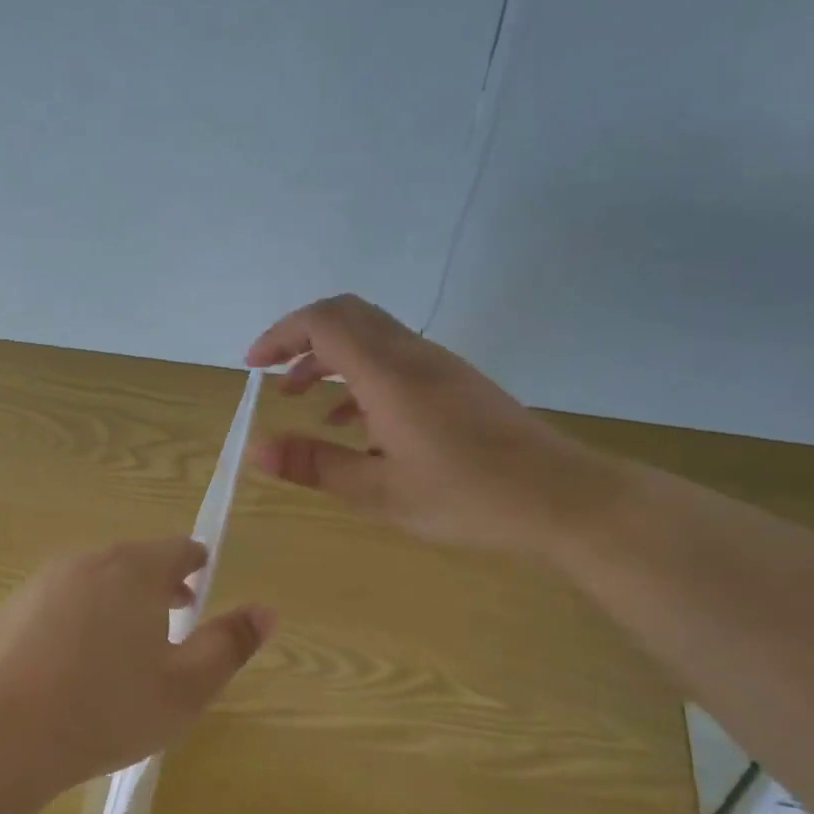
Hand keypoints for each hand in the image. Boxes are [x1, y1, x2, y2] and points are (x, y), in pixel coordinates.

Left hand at [0, 537, 274, 799]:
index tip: (202, 580)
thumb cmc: (105, 711)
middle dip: (158, 583)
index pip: (176, 548)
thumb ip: (230, 645)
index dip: (195, 562)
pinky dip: (76, 619)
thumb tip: (267, 611)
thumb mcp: (185, 688)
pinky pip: (56, 605)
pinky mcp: (6, 613)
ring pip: (92, 581)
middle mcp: (85, 563)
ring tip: (126, 642)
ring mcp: (39, 586)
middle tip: (175, 612)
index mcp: (132, 571)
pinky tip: (73, 665)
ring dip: (116, 600)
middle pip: (132, 561)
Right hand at [245, 294, 624, 554]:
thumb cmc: (466, 497)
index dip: (281, 334)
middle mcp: (413, 355)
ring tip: (302, 400)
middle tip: (274, 375)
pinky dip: (360, 377)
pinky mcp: (456, 383)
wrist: (560, 497)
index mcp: (390, 374)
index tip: (253, 367)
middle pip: (347, 315)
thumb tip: (255, 448)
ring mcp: (439, 366)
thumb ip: (315, 465)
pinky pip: (395, 360)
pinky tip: (353, 425)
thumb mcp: (380, 492)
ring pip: (372, 337)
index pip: (324, 322)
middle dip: (301, 338)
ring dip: (330, 358)